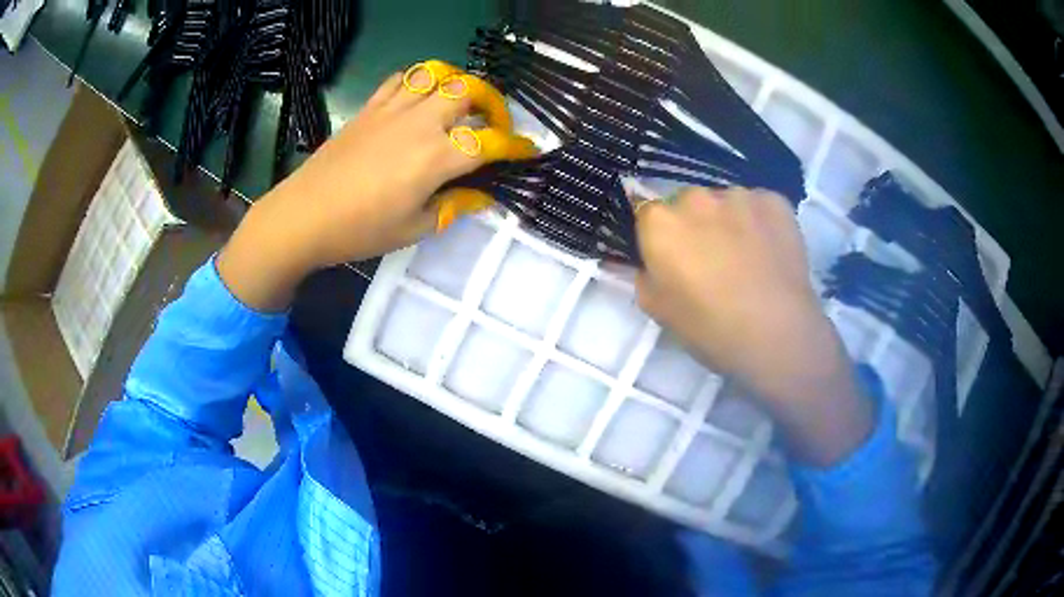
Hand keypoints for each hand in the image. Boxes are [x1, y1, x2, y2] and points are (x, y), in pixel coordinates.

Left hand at [217, 61, 534, 310]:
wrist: (303, 216)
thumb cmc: (359, 230)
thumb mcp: (413, 228)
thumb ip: (453, 206)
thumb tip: (482, 196)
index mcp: (436, 158)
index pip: (489, 143)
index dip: (516, 146)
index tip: (530, 150)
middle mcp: (420, 123)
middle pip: (469, 91)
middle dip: (492, 103)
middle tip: (493, 124)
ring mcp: (393, 110)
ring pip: (437, 74)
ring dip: (458, 84)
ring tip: (461, 104)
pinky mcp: (370, 108)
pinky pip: (402, 79)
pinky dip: (420, 82)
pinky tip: (420, 100)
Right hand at [634, 188, 872, 465]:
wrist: (778, 334)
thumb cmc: (710, 328)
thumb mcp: (659, 311)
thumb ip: (641, 276)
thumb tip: (641, 259)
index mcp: (660, 223)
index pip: (646, 214)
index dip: (658, 237)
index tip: (671, 259)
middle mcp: (696, 197)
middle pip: (687, 204)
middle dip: (694, 225)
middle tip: (711, 261)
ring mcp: (739, 195)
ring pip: (725, 203)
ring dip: (728, 222)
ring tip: (747, 259)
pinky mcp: (774, 200)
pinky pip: (758, 205)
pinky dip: (759, 222)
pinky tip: (770, 251)